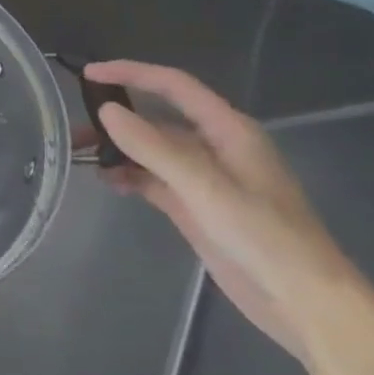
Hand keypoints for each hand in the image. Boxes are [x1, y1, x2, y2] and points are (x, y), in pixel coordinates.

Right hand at [84, 60, 361, 360]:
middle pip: (157, 117)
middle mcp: (215, 147)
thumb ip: (154, 148)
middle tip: (72, 127)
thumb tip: (106, 111)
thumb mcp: (205, 188)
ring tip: (79, 156)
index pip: (174, 87)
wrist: (301, 300)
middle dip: (115, 116)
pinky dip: (128, 176)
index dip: (132, 73)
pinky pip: (152, 178)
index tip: (88, 74)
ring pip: (151, 150)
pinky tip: (107, 182)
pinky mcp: (194, 205)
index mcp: (228, 131)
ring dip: (117, 149)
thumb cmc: (263, 236)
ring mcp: (203, 178)